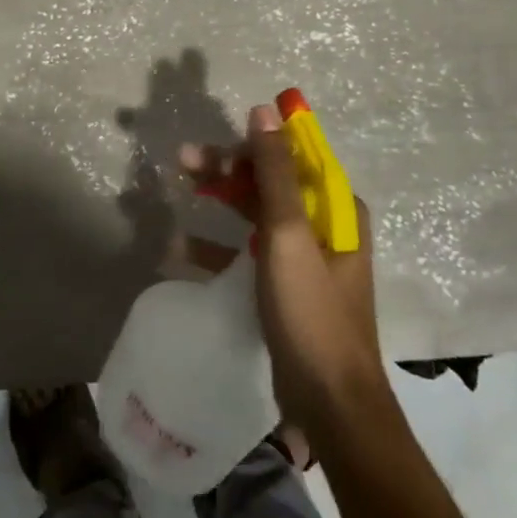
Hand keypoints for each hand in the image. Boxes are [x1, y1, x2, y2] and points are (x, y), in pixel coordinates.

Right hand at [182, 103, 388, 441]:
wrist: (332, 408)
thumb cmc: (312, 313)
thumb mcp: (289, 235)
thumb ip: (274, 171)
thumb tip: (266, 109)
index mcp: (335, 207)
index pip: (290, 155)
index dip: (250, 143)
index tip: (212, 143)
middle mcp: (324, 225)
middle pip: (270, 181)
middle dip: (227, 167)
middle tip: (182, 160)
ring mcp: (305, 258)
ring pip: (257, 212)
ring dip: (221, 199)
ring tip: (181, 188)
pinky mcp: (286, 288)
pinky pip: (249, 252)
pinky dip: (219, 247)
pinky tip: (181, 248)